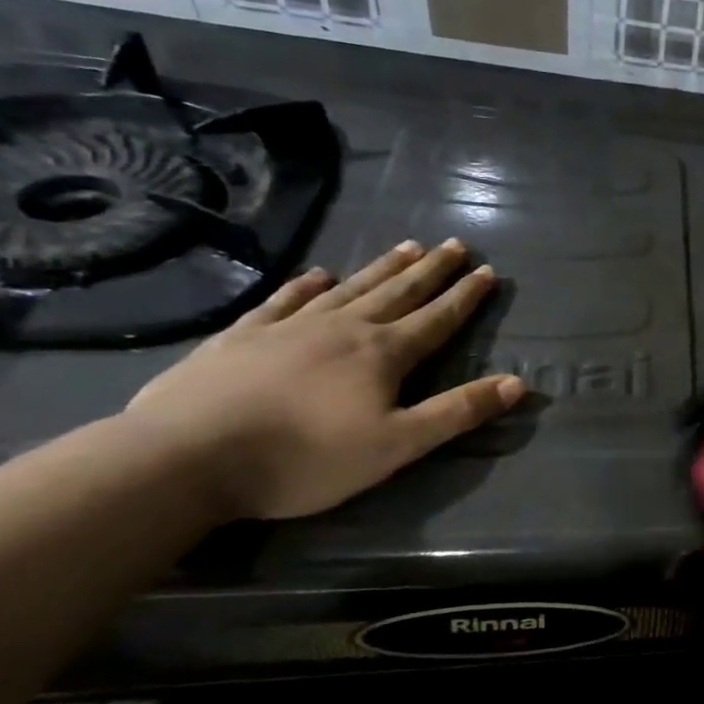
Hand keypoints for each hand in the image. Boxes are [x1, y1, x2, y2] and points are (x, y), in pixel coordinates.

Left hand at [123, 239, 523, 520]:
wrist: (184, 458)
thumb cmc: (305, 457)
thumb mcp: (398, 445)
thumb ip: (459, 412)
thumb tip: (519, 383)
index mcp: (383, 354)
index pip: (437, 318)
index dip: (466, 296)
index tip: (488, 270)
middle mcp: (343, 328)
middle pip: (398, 292)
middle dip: (431, 270)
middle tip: (455, 245)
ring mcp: (289, 328)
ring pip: (349, 288)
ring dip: (381, 268)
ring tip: (407, 245)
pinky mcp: (240, 338)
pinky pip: (282, 300)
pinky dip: (304, 285)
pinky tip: (315, 274)